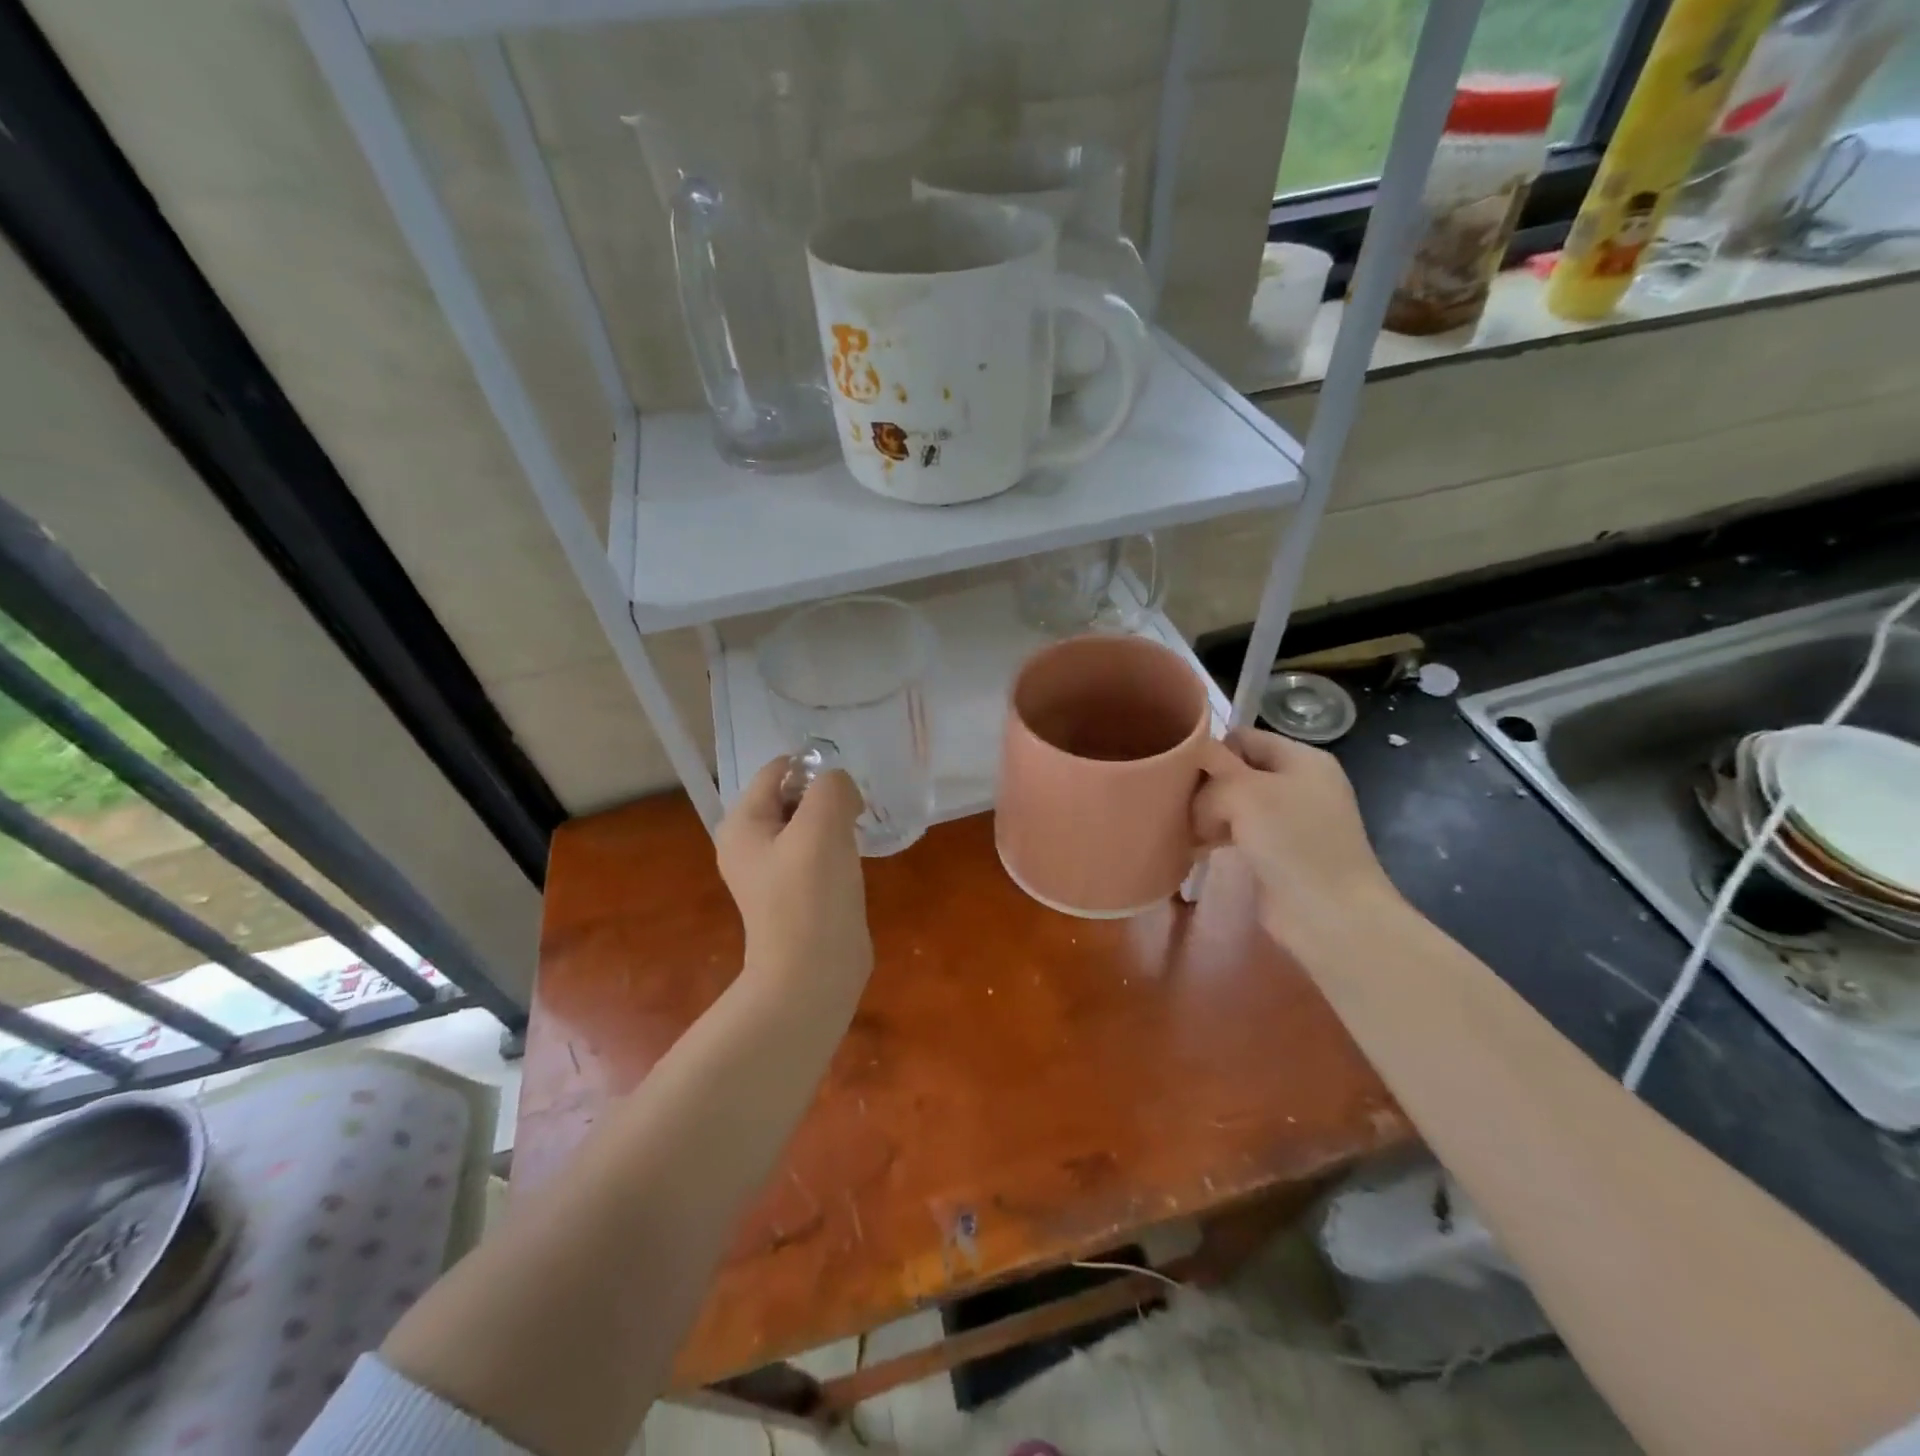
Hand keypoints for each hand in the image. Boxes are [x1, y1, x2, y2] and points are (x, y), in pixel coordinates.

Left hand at [716, 757, 873, 995]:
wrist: (812, 974)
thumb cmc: (811, 895)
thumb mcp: (822, 826)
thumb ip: (832, 787)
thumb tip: (841, 788)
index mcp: (742, 824)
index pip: (777, 771)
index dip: (813, 771)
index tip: (846, 792)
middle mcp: (749, 844)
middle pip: (792, 796)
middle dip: (826, 797)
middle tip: (855, 815)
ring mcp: (771, 871)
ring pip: (808, 825)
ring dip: (835, 823)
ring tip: (855, 838)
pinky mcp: (795, 892)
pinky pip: (816, 853)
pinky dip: (836, 849)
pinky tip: (852, 863)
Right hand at [1194, 728, 1405, 954]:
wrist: (1330, 915)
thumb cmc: (1293, 842)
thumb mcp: (1245, 793)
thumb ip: (1214, 776)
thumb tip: (1196, 794)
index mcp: (1301, 758)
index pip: (1243, 738)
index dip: (1211, 751)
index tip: (1181, 774)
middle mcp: (1297, 784)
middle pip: (1236, 771)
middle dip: (1205, 786)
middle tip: (1178, 806)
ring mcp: (1288, 821)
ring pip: (1233, 804)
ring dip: (1206, 815)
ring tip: (1183, 830)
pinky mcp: (1277, 854)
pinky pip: (1237, 833)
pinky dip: (1216, 838)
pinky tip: (1197, 849)